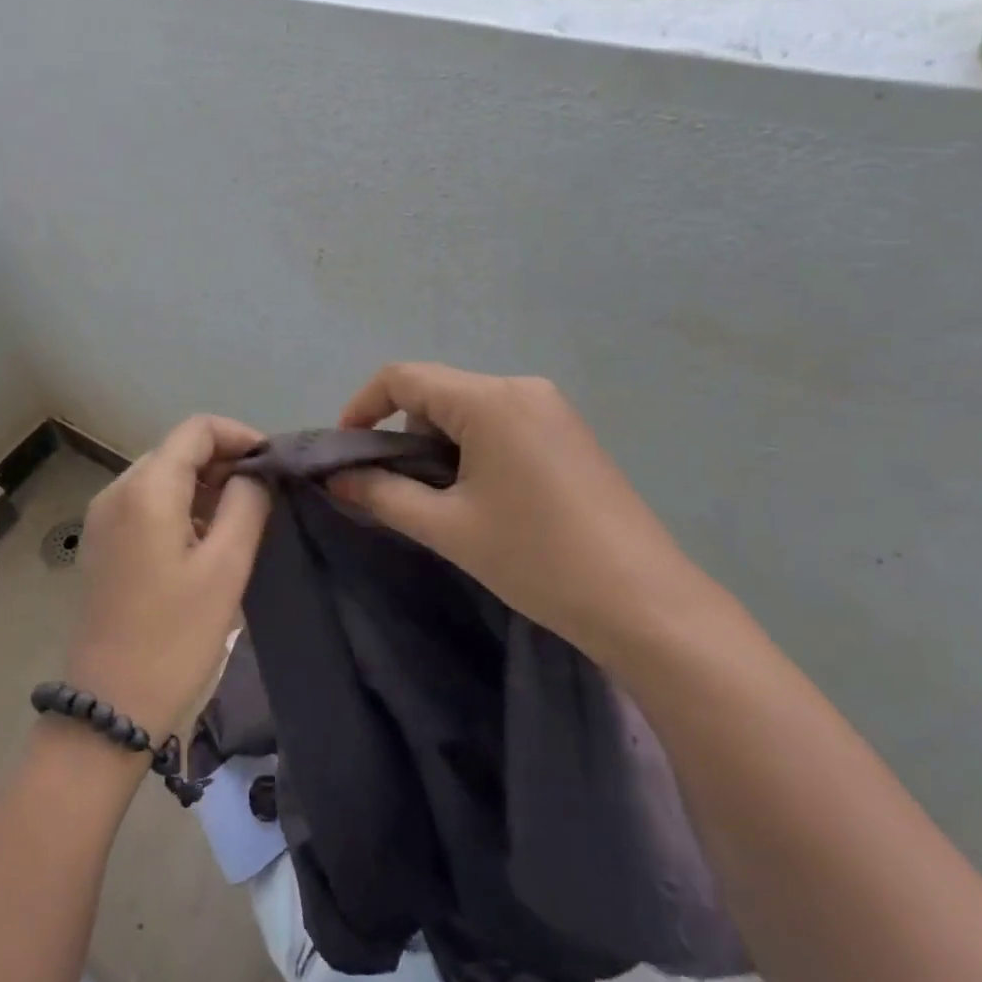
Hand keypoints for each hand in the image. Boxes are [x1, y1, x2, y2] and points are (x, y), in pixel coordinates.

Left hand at [63, 415, 272, 736]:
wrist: (109, 708)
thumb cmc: (174, 637)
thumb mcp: (226, 568)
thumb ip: (246, 504)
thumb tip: (253, 474)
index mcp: (145, 489)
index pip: (197, 429)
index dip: (240, 436)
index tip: (273, 465)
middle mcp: (116, 490)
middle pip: (177, 450)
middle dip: (223, 462)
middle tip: (264, 497)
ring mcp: (103, 517)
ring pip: (162, 477)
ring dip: (204, 486)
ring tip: (240, 521)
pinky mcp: (101, 543)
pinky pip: (146, 504)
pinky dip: (180, 507)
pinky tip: (205, 541)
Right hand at [328, 363, 712, 660]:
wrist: (645, 603)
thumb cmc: (536, 559)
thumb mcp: (447, 528)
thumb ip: (382, 494)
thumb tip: (336, 477)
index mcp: (490, 400)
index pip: (403, 377)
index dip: (362, 406)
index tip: (345, 452)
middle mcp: (521, 388)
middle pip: (436, 393)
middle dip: (403, 434)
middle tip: (397, 490)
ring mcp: (552, 408)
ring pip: (468, 410)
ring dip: (439, 445)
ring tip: (444, 502)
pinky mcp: (568, 433)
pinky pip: (500, 423)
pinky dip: (473, 450)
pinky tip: (485, 498)